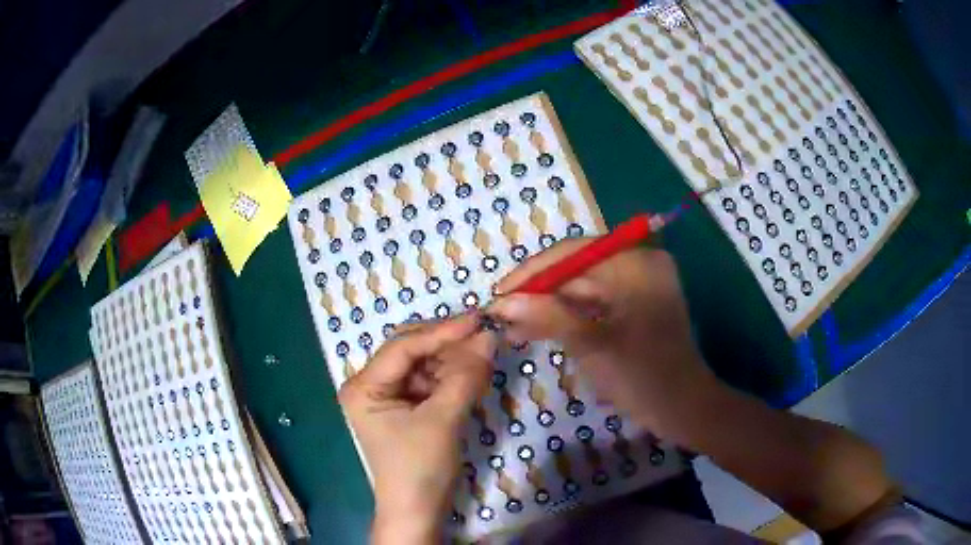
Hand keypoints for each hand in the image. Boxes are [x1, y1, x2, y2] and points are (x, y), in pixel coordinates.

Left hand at [338, 313, 494, 543]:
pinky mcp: (407, 409)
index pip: (403, 347)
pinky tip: (474, 373)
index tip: (477, 319)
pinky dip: (453, 377)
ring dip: (454, 360)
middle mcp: (371, 385)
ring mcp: (389, 397)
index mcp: (364, 386)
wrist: (419, 511)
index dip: (442, 331)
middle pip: (412, 352)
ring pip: (425, 365)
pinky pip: (431, 383)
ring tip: (485, 355)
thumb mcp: (443, 420)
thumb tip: (490, 336)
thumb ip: (466, 376)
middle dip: (448, 345)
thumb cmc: (420, 468)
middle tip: (484, 335)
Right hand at [488, 238, 717, 439]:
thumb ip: (547, 317)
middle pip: (576, 268)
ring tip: (512, 327)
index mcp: (635, 264)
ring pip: (581, 287)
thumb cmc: (642, 377)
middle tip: (501, 314)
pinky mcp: (635, 303)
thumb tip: (502, 302)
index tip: (497, 294)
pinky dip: (568, 315)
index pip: (572, 253)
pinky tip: (537, 329)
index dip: (532, 273)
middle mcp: (638, 263)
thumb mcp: (592, 345)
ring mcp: (638, 283)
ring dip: (548, 306)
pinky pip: (594, 301)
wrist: (682, 408)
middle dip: (538, 293)